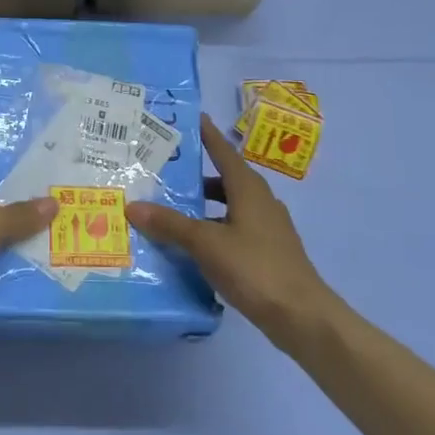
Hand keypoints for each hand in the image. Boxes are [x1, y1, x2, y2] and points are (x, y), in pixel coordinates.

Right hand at [127, 114, 333, 340]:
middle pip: (224, 179)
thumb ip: (170, 224)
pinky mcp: (267, 253)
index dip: (207, 135)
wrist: (301, 316)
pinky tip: (192, 246)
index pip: (223, 151)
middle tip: (165, 171)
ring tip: (170, 210)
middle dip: (197, 174)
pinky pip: (233, 230)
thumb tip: (133, 206)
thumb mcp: (206, 243)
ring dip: (203, 206)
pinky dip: (212, 230)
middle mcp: (260, 202)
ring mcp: (266, 229)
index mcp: (248, 189)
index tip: (192, 118)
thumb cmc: (255, 268)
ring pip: (228, 207)